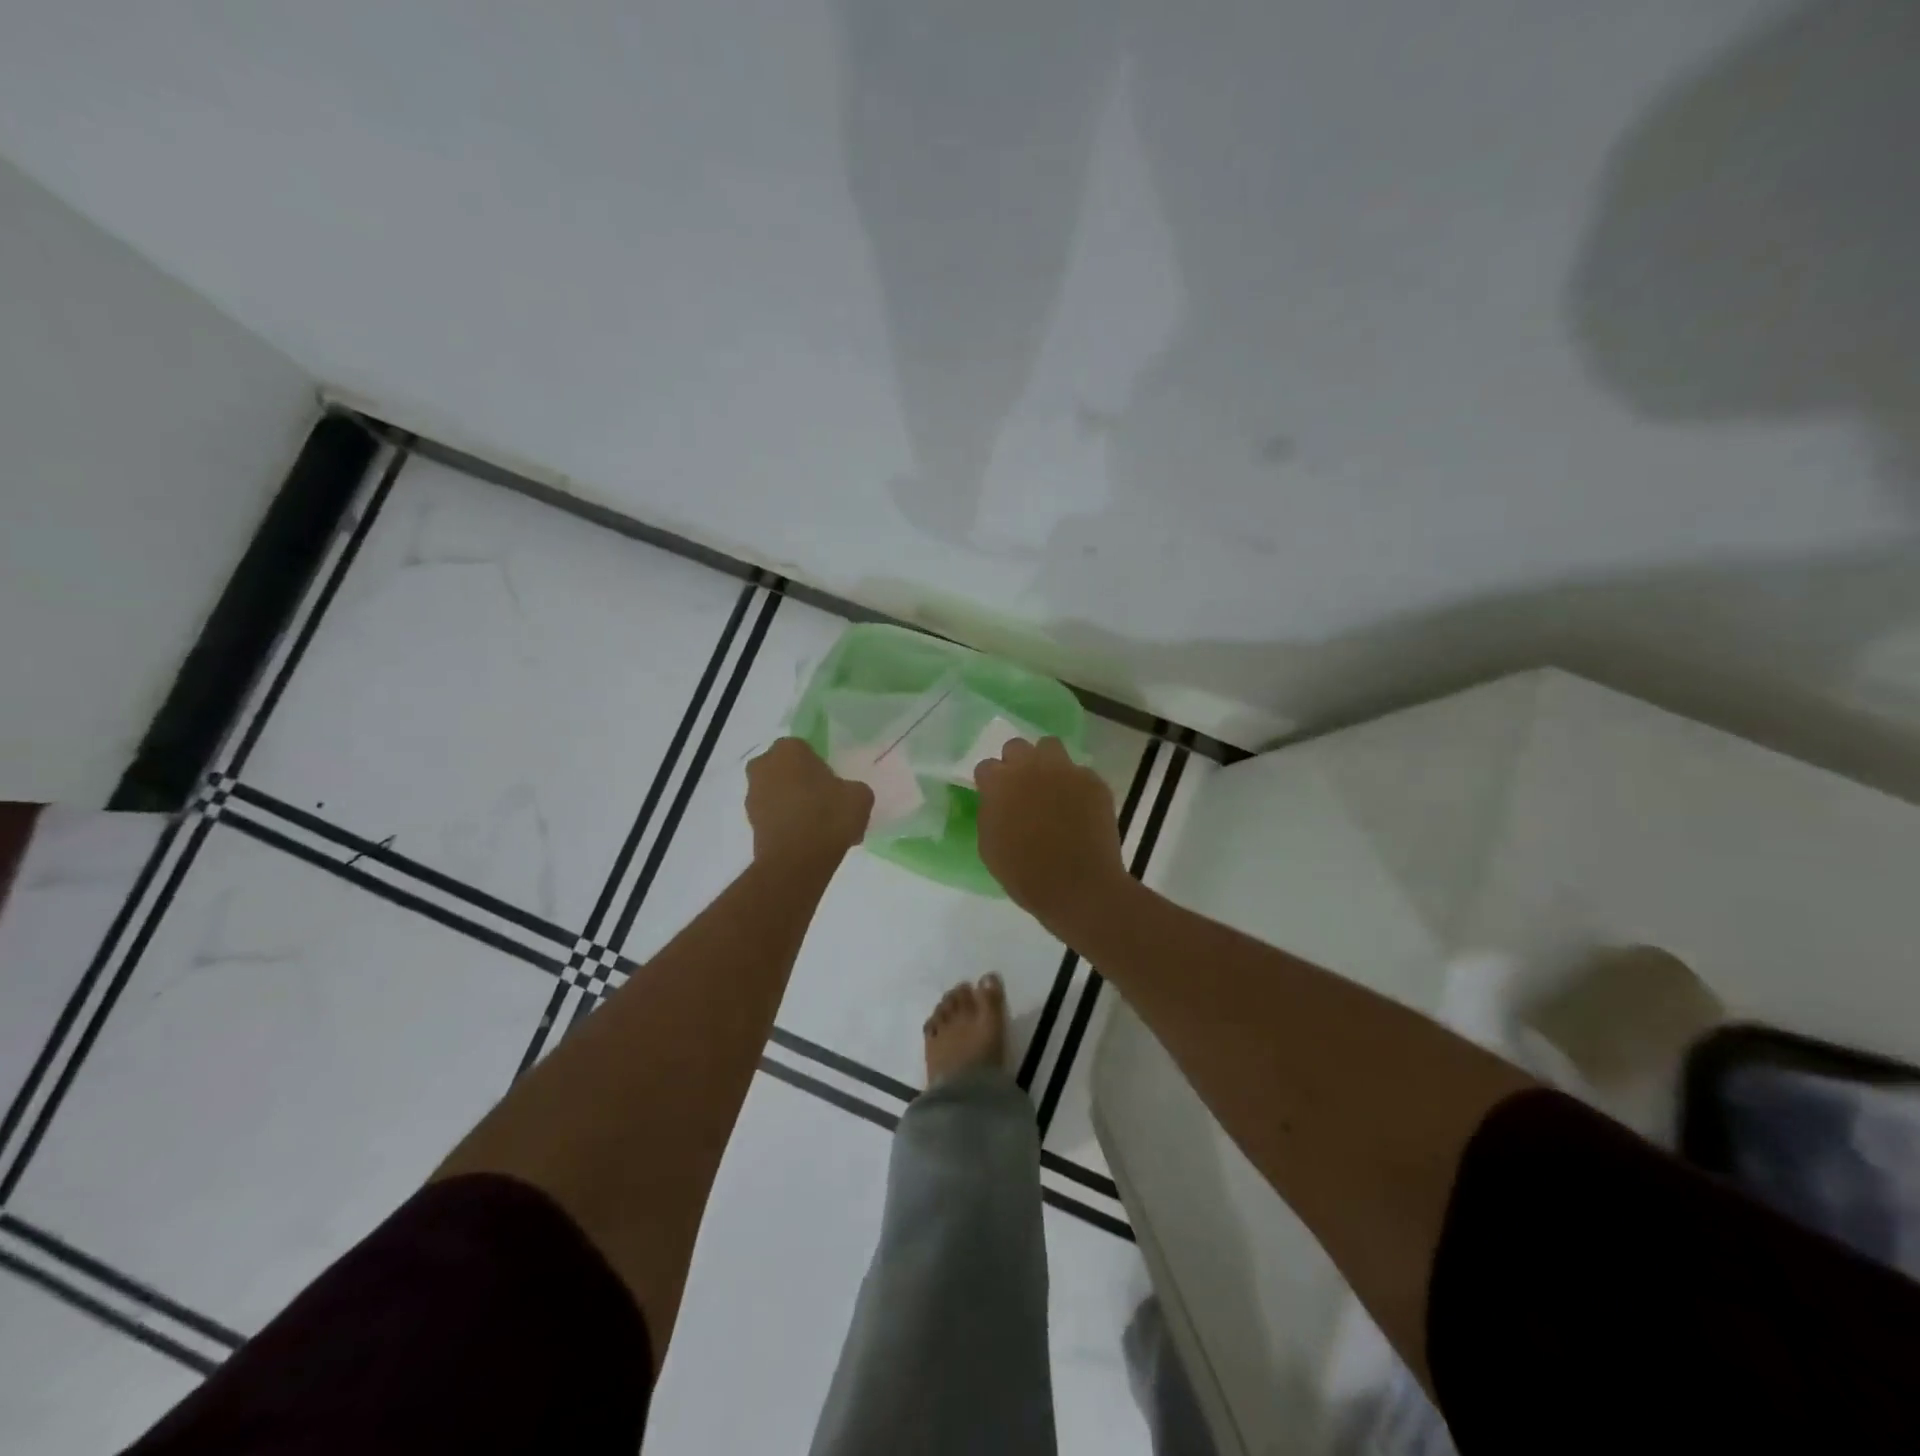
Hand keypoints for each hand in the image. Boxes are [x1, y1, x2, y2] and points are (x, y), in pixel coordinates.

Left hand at [746, 738, 873, 867]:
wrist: (797, 862)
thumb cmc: (828, 817)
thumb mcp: (860, 795)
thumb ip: (852, 787)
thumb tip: (846, 794)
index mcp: (788, 749)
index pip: (806, 749)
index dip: (821, 767)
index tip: (835, 785)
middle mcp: (763, 766)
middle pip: (788, 770)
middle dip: (803, 782)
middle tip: (826, 802)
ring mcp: (752, 795)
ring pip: (779, 793)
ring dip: (794, 804)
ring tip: (819, 826)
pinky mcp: (750, 822)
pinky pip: (775, 816)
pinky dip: (788, 823)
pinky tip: (809, 840)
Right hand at [974, 737, 1128, 931]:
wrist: (1079, 887)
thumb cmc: (1026, 874)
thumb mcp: (990, 847)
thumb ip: (990, 814)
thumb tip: (997, 802)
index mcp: (1000, 783)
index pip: (986, 767)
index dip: (990, 783)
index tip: (996, 799)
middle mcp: (1031, 767)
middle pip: (1017, 747)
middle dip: (1016, 764)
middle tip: (1022, 789)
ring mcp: (1065, 771)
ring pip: (1051, 747)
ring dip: (1046, 763)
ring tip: (1051, 788)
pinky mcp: (1093, 781)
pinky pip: (1080, 772)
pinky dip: (1076, 786)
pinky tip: (1079, 809)